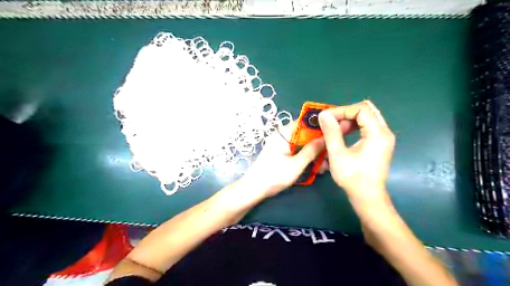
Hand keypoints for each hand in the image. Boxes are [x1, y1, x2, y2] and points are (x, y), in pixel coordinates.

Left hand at [243, 121, 326, 198]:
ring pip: (302, 144)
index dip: (318, 125)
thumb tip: (326, 138)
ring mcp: (281, 146)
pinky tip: (316, 167)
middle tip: (331, 152)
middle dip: (318, 143)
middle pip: (304, 134)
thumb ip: (311, 151)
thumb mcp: (296, 165)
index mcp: (283, 134)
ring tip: (325, 164)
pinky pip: (297, 151)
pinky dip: (306, 157)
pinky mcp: (281, 154)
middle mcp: (282, 137)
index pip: (303, 122)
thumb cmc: (274, 176)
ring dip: (313, 153)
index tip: (333, 131)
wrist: (254, 189)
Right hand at [317, 101, 395, 207]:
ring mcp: (384, 138)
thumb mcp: (338, 154)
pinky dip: (355, 127)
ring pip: (367, 118)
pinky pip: (368, 126)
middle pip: (366, 110)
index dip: (342, 110)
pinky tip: (344, 135)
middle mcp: (385, 132)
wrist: (367, 197)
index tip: (326, 118)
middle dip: (346, 113)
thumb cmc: (353, 177)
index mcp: (378, 133)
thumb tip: (324, 114)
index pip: (361, 109)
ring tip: (336, 130)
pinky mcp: (380, 143)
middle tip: (332, 122)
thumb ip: (331, 132)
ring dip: (350, 120)